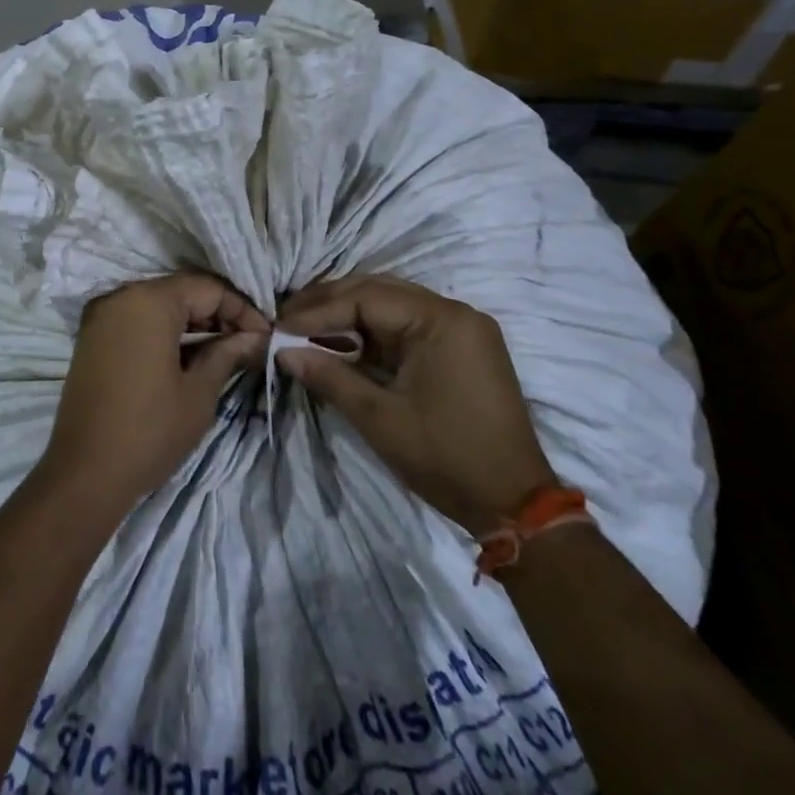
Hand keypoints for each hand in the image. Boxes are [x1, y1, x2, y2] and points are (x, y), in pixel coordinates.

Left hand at [37, 273, 268, 518]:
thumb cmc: (149, 430)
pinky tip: (189, 355)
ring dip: (192, 323)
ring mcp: (102, 316)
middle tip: (248, 344)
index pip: (208, 289)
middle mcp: (122, 297)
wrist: (85, 472)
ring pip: (159, 305)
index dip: (242, 310)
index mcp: (149, 301)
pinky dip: (165, 331)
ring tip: (224, 351)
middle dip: (218, 314)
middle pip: (182, 292)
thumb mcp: (199, 392)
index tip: (266, 336)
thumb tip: (254, 338)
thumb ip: (227, 354)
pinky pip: (137, 320)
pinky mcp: (93, 337)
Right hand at [276, 275, 556, 533]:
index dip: (318, 311)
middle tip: (286, 317)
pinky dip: (371, 331)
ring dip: (347, 313)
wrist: (514, 504)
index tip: (280, 327)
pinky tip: (340, 340)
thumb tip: (283, 351)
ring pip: (391, 304)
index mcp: (441, 320)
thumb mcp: (379, 418)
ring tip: (304, 326)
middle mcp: (454, 312)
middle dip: (328, 303)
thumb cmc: (446, 457)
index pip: (366, 298)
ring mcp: (461, 329)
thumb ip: (330, 377)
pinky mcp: (460, 348)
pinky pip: (406, 324)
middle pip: (378, 290)